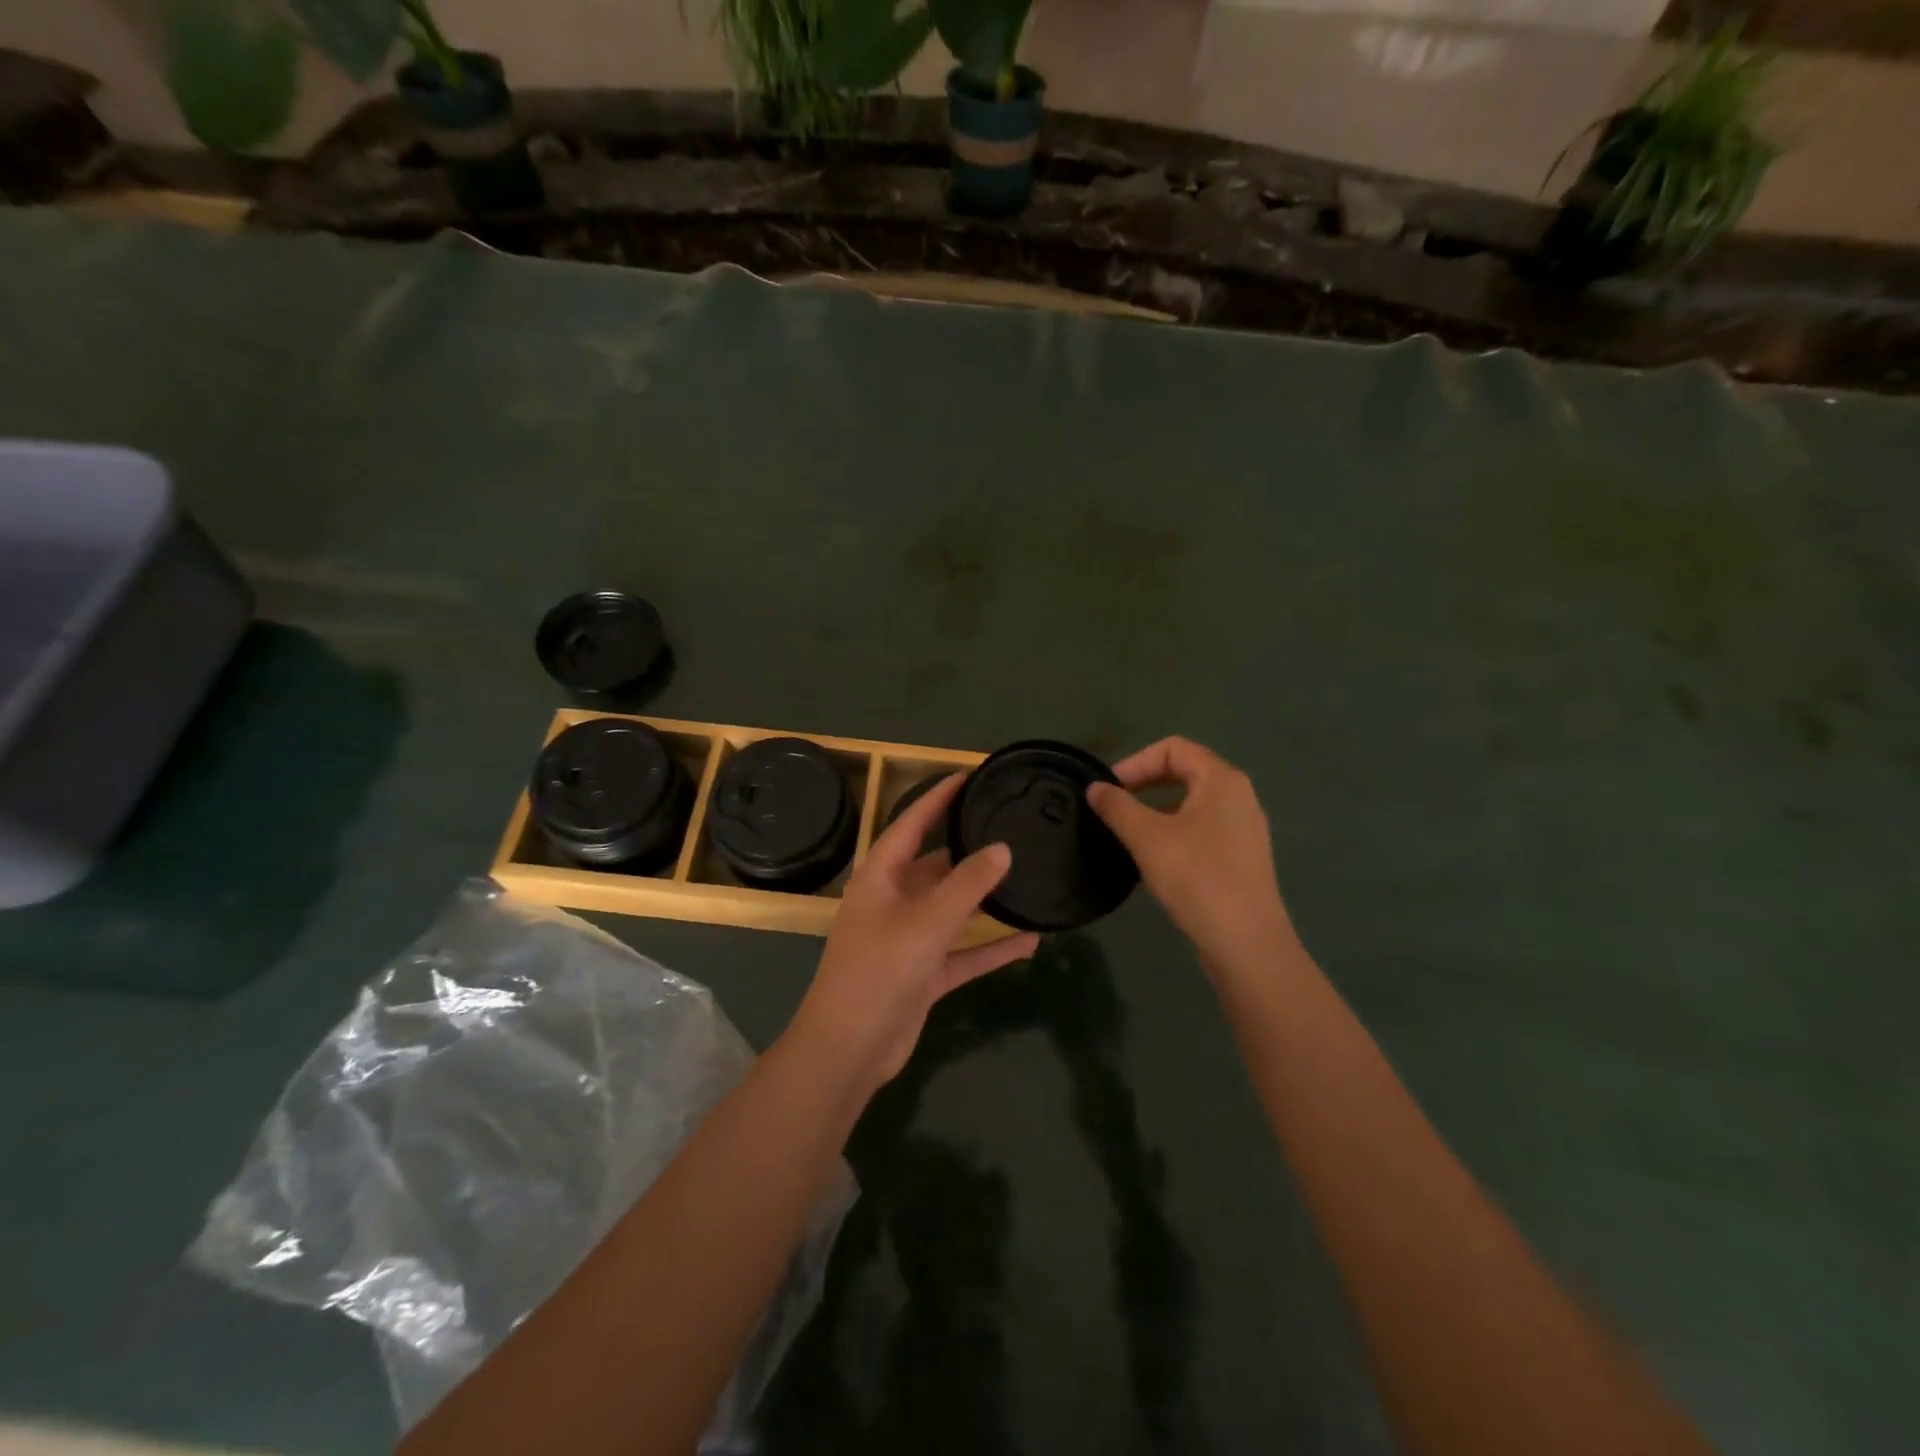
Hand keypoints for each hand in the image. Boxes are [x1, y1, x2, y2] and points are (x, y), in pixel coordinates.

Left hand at [789, 773, 1039, 1087]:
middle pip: (936, 865)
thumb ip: (966, 885)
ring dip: (986, 900)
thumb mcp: (925, 923)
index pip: (911, 823)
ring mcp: (909, 939)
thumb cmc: (878, 972)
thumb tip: (1002, 849)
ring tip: (1028, 878)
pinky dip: (991, 946)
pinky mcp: (924, 973)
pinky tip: (1031, 939)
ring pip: (954, 909)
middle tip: (1012, 829)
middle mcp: (893, 901)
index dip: (938, 798)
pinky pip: (964, 951)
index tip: (969, 776)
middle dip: (970, 850)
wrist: (848, 1051)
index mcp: (880, 877)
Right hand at [1087, 737, 1298, 971]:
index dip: (1136, 761)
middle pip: (1185, 772)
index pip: (1174, 748)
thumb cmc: (1196, 877)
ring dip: (1156, 811)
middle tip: (1114, 807)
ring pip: (1192, 804)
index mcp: (1222, 780)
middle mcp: (1239, 796)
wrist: (1245, 942)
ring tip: (1128, 835)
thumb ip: (1117, 807)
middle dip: (1145, 784)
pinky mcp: (1242, 858)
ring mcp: (1244, 829)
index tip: (1110, 789)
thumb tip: (1094, 788)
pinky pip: (1202, 831)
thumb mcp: (1146, 838)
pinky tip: (1153, 862)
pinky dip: (1174, 834)